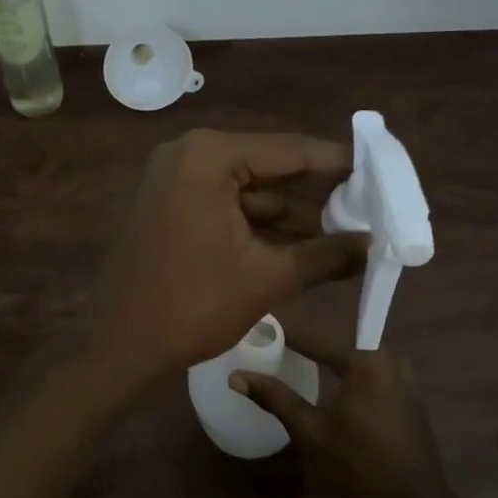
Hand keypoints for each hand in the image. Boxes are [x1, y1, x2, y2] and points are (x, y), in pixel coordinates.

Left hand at [82, 130, 367, 389]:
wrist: (118, 347)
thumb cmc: (192, 307)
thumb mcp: (267, 278)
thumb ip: (326, 255)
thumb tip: (374, 244)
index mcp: (209, 157)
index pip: (289, 150)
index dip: (338, 164)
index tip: (380, 173)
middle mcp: (188, 154)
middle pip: (269, 166)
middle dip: (317, 192)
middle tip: (367, 207)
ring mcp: (173, 178)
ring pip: (248, 188)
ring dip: (291, 212)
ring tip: (344, 231)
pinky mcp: (168, 203)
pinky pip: (225, 203)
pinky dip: (259, 222)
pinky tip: (301, 242)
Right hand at [232, 329, 459, 497]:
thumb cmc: (356, 464)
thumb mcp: (309, 430)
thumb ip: (274, 398)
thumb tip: (236, 376)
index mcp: (366, 361)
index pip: (317, 340)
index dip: (289, 337)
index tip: (265, 330)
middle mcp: (390, 361)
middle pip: (340, 350)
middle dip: (311, 350)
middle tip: (280, 351)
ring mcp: (406, 380)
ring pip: (358, 365)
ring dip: (333, 367)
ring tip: (301, 369)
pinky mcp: (412, 400)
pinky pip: (374, 380)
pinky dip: (352, 382)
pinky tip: (332, 393)